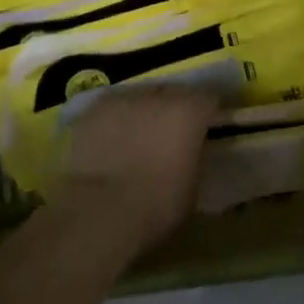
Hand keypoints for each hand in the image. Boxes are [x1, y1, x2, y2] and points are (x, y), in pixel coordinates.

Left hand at [55, 86, 221, 251]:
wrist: (100, 211)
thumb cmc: (157, 205)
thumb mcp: (193, 186)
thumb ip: (195, 158)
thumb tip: (192, 151)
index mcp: (189, 111)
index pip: (209, 98)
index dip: (210, 112)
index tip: (210, 126)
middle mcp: (157, 96)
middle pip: (173, 92)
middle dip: (175, 108)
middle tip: (173, 132)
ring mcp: (122, 99)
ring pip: (140, 97)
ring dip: (144, 110)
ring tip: (140, 134)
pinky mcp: (93, 110)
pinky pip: (112, 108)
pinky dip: (117, 119)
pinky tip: (112, 138)